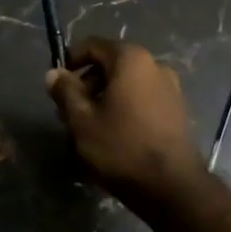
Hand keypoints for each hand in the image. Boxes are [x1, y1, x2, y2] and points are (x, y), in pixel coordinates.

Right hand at [45, 37, 202, 203]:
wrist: (171, 186)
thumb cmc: (121, 147)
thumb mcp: (82, 120)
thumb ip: (65, 91)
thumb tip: (53, 73)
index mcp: (131, 59)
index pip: (93, 45)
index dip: (70, 60)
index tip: (57, 85)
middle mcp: (154, 65)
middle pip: (110, 65)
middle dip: (86, 84)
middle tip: (68, 112)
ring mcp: (170, 88)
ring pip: (126, 84)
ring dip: (103, 98)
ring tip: (88, 128)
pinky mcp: (177, 110)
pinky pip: (141, 99)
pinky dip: (123, 108)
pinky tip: (113, 135)